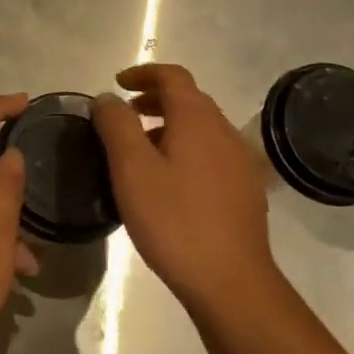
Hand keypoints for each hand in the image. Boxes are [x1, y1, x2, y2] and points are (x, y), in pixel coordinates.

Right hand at [92, 64, 277, 308]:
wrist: (230, 280)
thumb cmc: (174, 220)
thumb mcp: (132, 170)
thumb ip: (116, 126)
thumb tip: (108, 98)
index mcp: (197, 120)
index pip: (172, 76)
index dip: (143, 73)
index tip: (117, 84)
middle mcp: (224, 132)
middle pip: (189, 99)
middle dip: (155, 99)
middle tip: (125, 115)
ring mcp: (240, 161)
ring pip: (201, 128)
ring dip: (170, 125)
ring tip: (141, 150)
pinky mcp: (245, 189)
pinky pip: (211, 153)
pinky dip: (186, 149)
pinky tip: (171, 182)